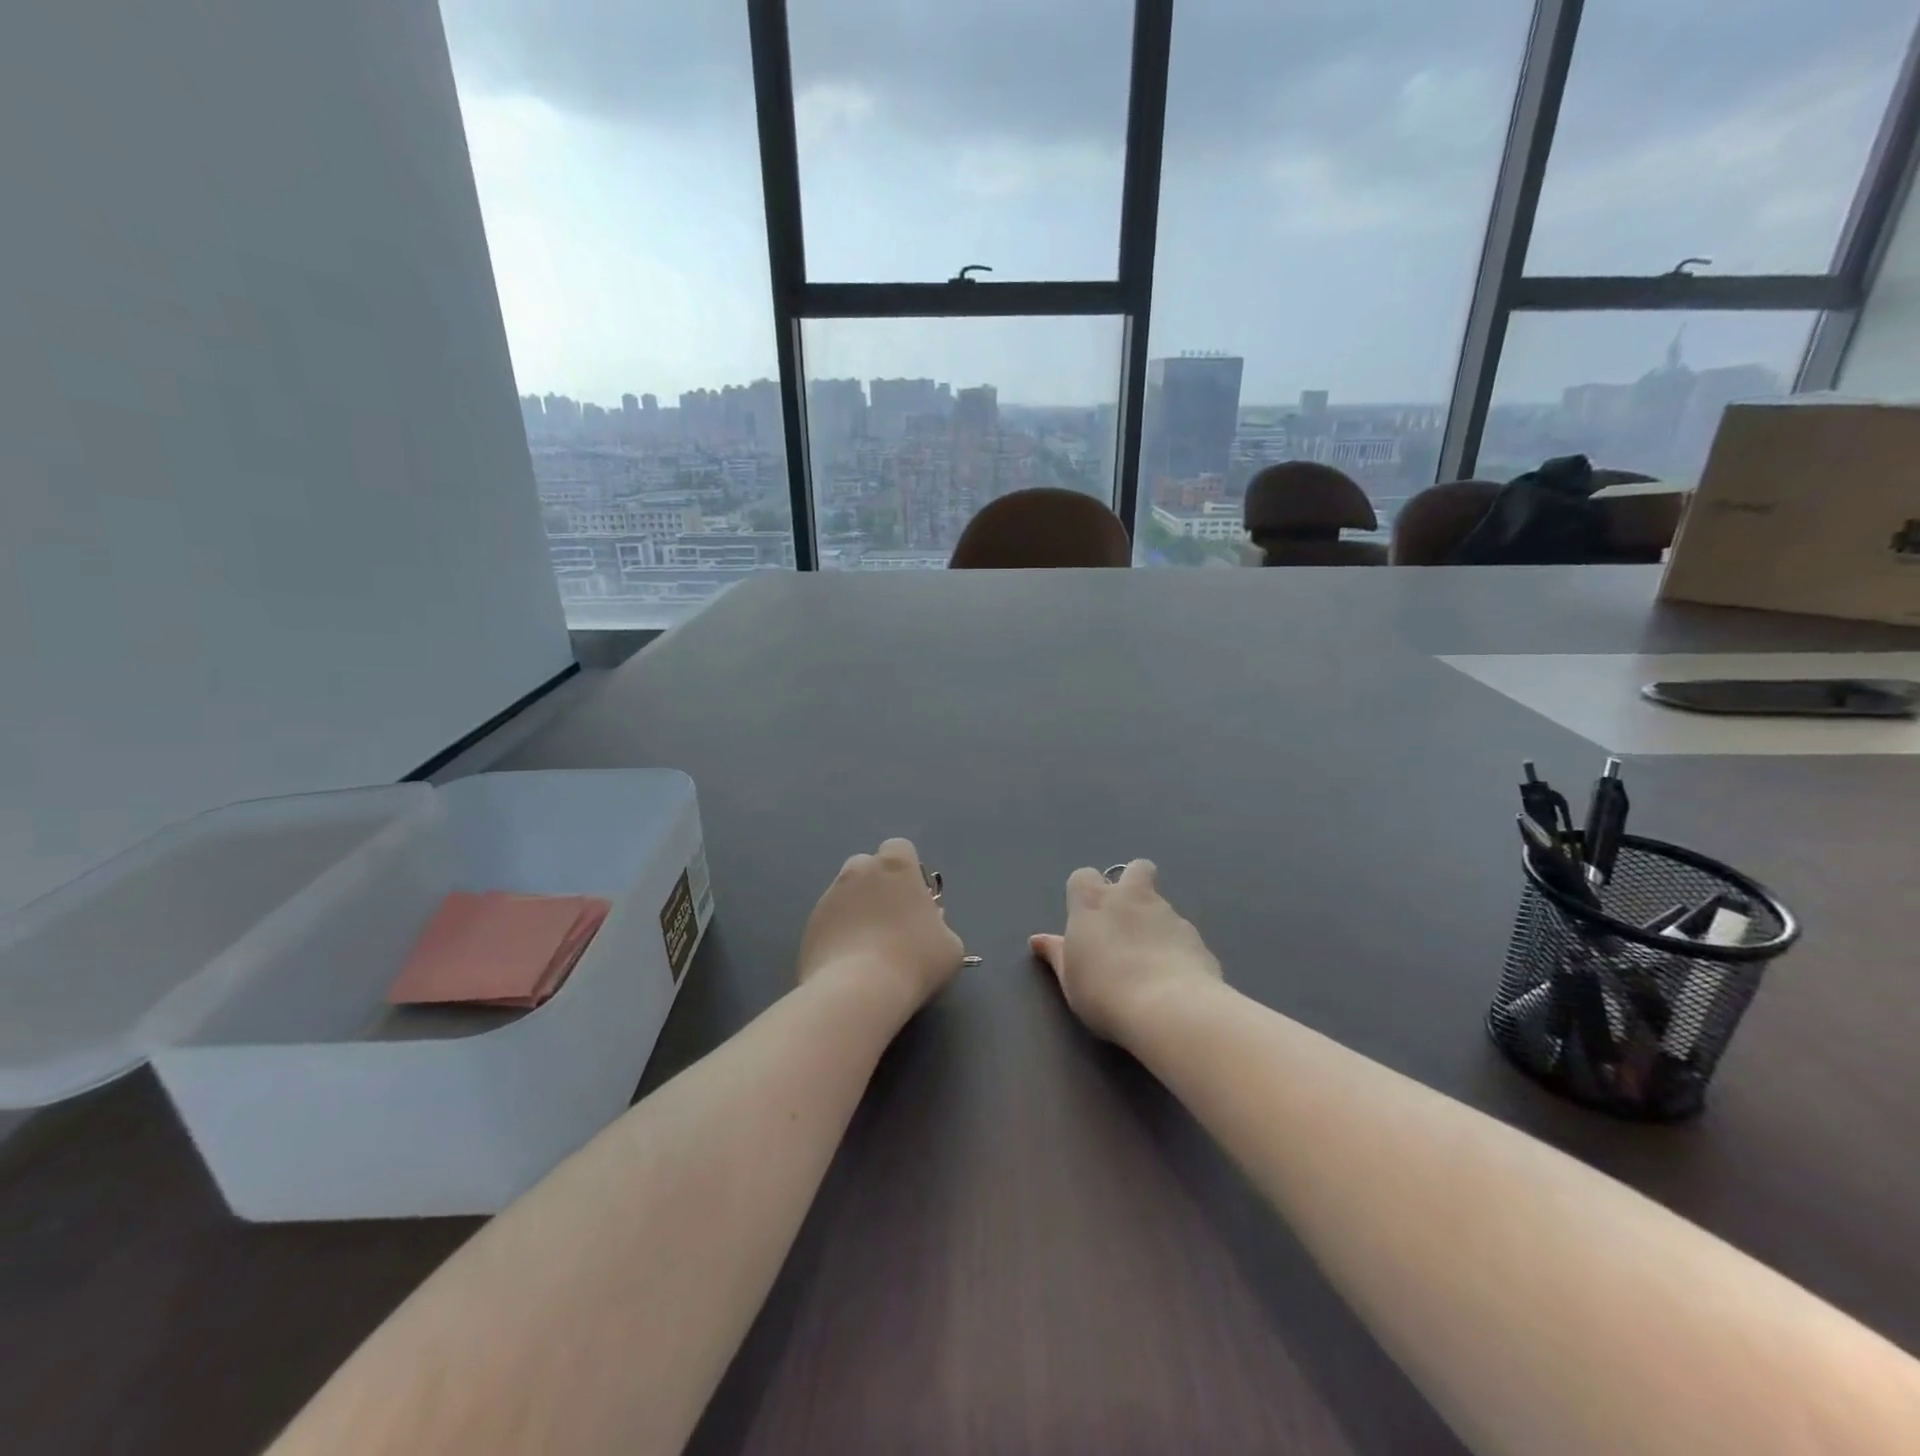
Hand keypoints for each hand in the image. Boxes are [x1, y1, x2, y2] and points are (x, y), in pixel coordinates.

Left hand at [799, 838, 964, 1016]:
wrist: (858, 992)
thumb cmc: (914, 960)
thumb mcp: (950, 944)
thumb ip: (938, 924)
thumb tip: (928, 926)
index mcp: (896, 866)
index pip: (899, 849)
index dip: (907, 871)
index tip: (913, 898)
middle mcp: (858, 871)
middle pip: (867, 866)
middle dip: (877, 885)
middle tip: (890, 920)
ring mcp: (829, 896)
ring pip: (845, 893)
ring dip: (856, 909)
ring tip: (867, 947)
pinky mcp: (810, 924)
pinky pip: (829, 921)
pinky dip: (838, 933)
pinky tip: (849, 963)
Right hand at [1030, 860, 1222, 1043]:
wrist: (1169, 1009)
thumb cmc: (1104, 992)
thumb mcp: (1070, 978)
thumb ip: (1057, 954)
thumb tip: (1038, 941)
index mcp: (1093, 903)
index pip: (1084, 876)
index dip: (1085, 893)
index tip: (1086, 918)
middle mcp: (1132, 898)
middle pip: (1136, 868)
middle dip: (1133, 883)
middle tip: (1127, 919)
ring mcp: (1168, 914)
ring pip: (1161, 904)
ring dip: (1155, 922)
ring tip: (1150, 962)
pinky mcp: (1196, 937)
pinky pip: (1182, 934)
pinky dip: (1176, 948)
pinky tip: (1173, 978)